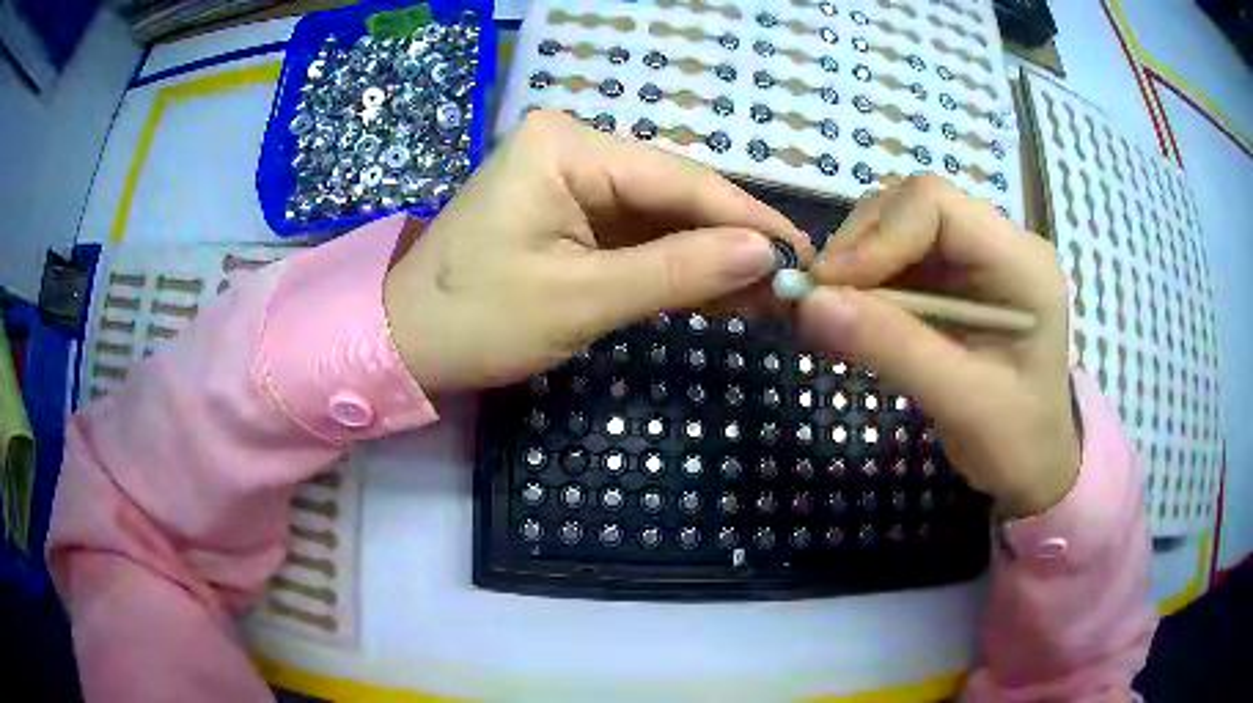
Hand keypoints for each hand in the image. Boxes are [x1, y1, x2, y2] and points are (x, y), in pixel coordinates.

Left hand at [383, 110, 810, 392]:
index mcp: (567, 146)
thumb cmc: (474, 320)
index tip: (801, 255)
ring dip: (710, 258)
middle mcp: (574, 147)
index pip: (678, 178)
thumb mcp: (580, 299)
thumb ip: (676, 272)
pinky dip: (676, 266)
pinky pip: (637, 234)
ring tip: (767, 296)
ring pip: (662, 216)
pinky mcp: (571, 211)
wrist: (404, 342)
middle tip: (789, 285)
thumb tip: (765, 256)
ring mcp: (572, 179)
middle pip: (674, 193)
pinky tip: (721, 292)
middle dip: (731, 242)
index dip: (746, 219)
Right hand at [799, 176, 1079, 517]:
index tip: (829, 288)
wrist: (1035, 466)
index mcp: (1022, 264)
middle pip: (912, 206)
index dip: (877, 236)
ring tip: (834, 315)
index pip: (936, 205)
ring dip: (857, 266)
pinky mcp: (956, 278)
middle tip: (822, 303)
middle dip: (860, 248)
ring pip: (898, 227)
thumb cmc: (1017, 442)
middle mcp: (1001, 244)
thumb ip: (894, 349)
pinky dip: (865, 285)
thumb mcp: (962, 403)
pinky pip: (898, 259)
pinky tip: (853, 320)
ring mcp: (977, 258)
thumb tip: (810, 304)